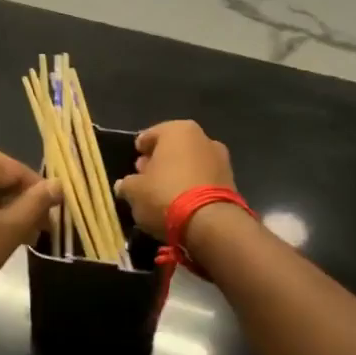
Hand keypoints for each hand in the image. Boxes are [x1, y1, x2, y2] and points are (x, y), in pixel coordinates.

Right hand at [113, 120, 233, 238]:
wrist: (211, 223)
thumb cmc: (166, 196)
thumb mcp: (135, 192)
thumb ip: (127, 184)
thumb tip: (124, 185)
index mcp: (177, 130)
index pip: (150, 135)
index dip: (140, 150)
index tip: (133, 165)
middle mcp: (202, 137)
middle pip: (173, 148)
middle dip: (159, 161)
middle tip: (146, 178)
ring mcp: (220, 158)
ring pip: (190, 163)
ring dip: (177, 174)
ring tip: (163, 194)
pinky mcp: (231, 181)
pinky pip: (203, 180)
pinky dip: (192, 186)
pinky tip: (182, 202)